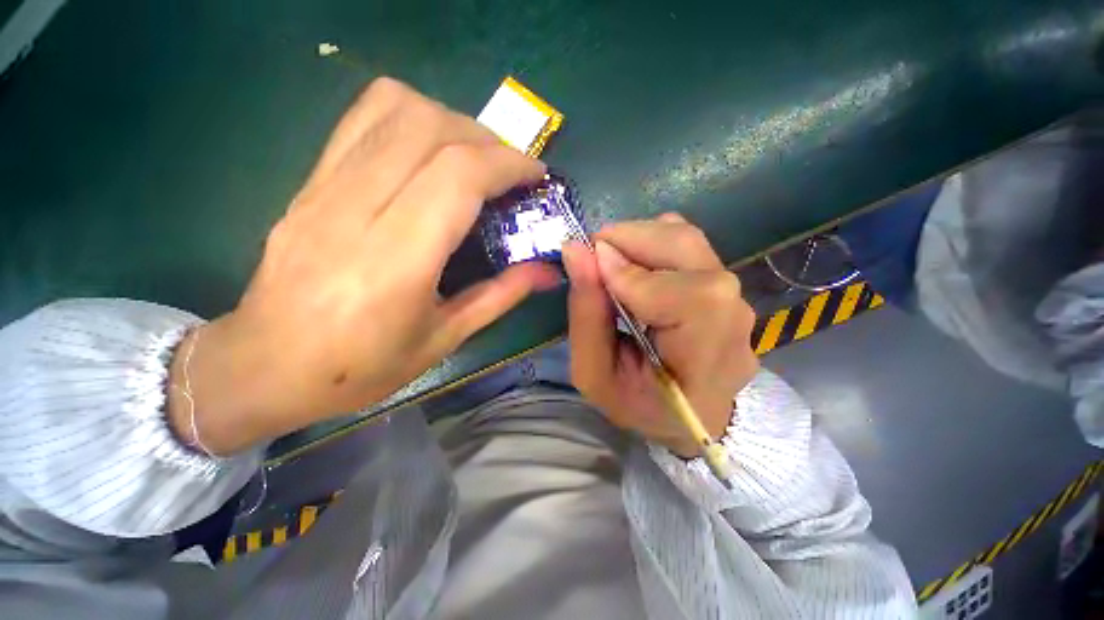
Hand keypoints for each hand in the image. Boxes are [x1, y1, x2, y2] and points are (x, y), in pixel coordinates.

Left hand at [169, 78, 559, 453]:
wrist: (266, 367)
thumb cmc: (361, 367)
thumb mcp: (444, 339)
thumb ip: (500, 296)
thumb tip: (548, 272)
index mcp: (397, 259)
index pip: (459, 174)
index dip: (508, 163)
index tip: (536, 175)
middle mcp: (356, 209)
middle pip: (430, 127)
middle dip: (486, 138)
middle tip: (509, 171)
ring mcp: (325, 187)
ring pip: (393, 109)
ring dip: (450, 121)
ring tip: (473, 157)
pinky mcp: (309, 181)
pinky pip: (362, 120)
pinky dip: (409, 119)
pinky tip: (428, 153)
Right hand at [562, 213, 758, 456]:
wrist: (683, 415)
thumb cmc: (635, 403)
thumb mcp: (594, 373)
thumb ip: (586, 314)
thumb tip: (575, 251)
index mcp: (703, 367)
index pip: (690, 299)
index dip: (637, 274)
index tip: (593, 262)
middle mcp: (733, 327)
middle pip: (692, 253)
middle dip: (634, 239)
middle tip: (595, 250)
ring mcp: (737, 303)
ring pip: (691, 243)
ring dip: (642, 238)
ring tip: (611, 257)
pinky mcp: (727, 290)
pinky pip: (693, 248)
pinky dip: (656, 243)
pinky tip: (636, 263)